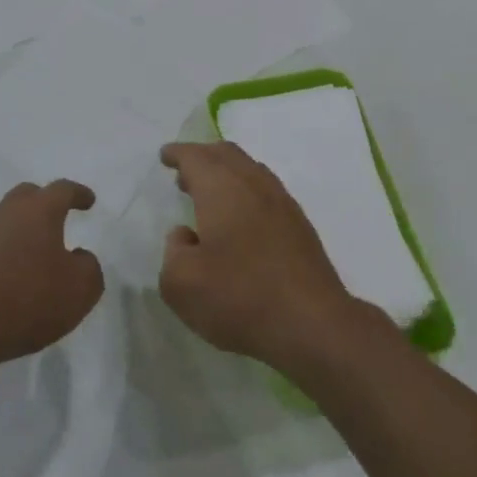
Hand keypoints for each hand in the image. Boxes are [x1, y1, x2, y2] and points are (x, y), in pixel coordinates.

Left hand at [0, 180, 104, 388]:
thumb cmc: (31, 298)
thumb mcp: (82, 287)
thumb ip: (89, 266)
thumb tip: (77, 257)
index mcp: (39, 210)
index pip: (62, 190)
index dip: (78, 194)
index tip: (88, 201)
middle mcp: (7, 214)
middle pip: (27, 196)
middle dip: (44, 202)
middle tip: (58, 217)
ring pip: (5, 222)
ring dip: (22, 231)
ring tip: (36, 253)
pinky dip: (5, 255)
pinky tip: (12, 278)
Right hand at [157, 142, 375, 372]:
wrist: (311, 322)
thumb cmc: (239, 297)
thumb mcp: (181, 283)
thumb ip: (173, 251)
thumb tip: (186, 235)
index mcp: (221, 188)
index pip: (196, 157)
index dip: (178, 154)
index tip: (166, 155)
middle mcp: (254, 184)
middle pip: (226, 155)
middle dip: (203, 157)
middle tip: (185, 174)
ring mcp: (282, 202)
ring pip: (250, 171)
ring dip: (227, 174)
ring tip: (210, 196)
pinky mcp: (299, 225)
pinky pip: (266, 192)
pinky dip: (246, 192)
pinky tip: (241, 220)